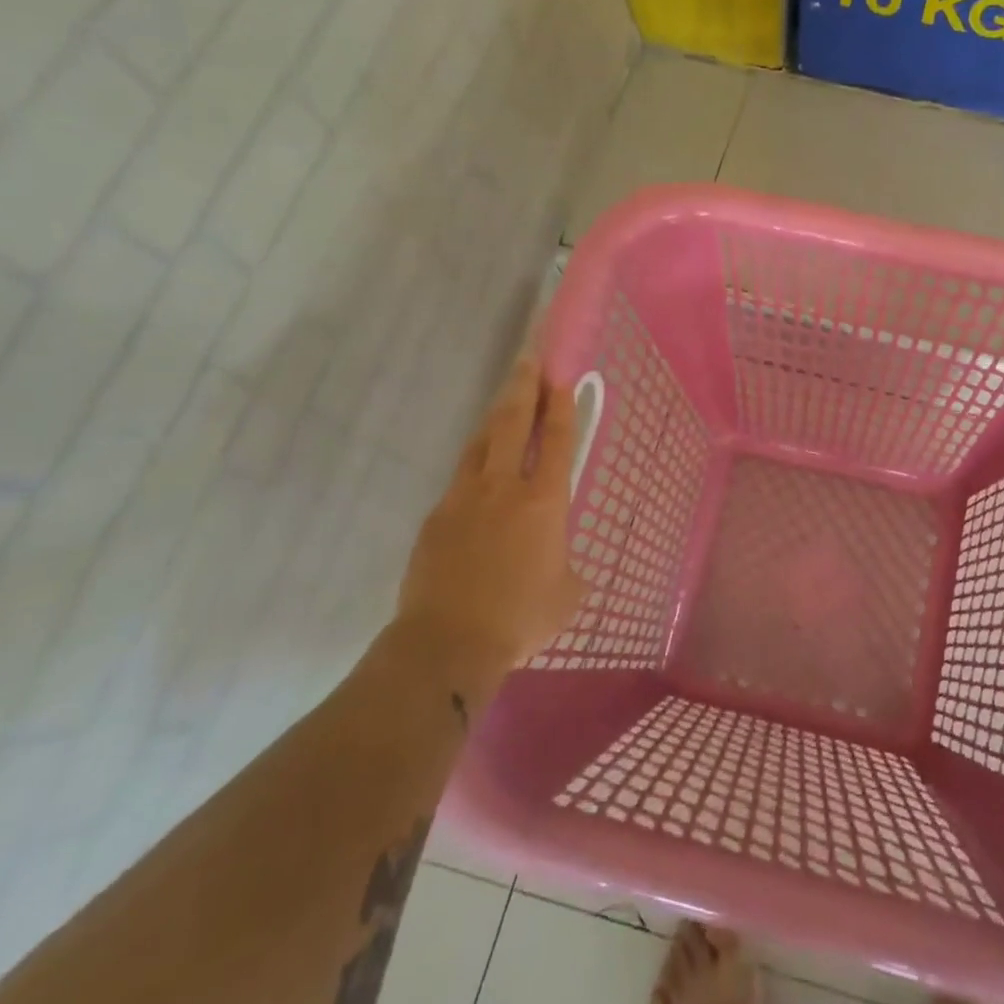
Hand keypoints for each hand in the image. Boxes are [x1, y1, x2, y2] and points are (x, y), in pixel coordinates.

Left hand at [394, 356, 586, 702]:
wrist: (447, 643)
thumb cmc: (521, 618)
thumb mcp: (567, 594)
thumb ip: (567, 566)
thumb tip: (558, 562)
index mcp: (544, 502)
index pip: (557, 441)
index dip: (560, 406)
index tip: (561, 377)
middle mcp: (503, 488)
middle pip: (513, 423)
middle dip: (523, 387)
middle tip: (529, 360)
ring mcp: (463, 498)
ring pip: (480, 443)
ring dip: (495, 418)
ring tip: (505, 402)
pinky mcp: (436, 517)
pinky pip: (460, 479)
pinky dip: (474, 465)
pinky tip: (478, 474)